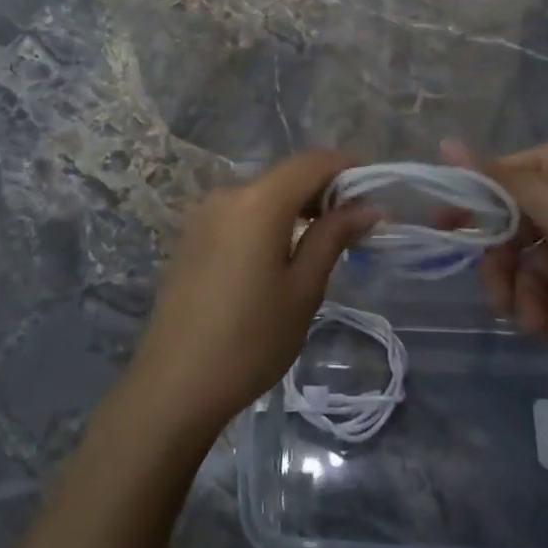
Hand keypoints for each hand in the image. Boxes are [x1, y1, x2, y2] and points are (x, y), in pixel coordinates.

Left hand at [127, 151, 374, 438]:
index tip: (374, 191)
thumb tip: (368, 207)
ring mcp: (205, 212)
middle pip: (286, 175)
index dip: (346, 168)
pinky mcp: (193, 233)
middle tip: (355, 224)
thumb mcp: (303, 290)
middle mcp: (228, 193)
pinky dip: (269, 218)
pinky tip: (280, 252)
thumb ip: (333, 237)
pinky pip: (241, 210)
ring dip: (296, 205)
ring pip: (263, 192)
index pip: (312, 162)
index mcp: (259, 200)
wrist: (174, 385)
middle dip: (324, 190)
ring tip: (323, 240)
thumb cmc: (250, 340)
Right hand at [444, 139, 547, 345]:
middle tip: (500, 299)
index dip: (468, 208)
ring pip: (526, 271)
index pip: (494, 183)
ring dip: (524, 301)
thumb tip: (443, 143)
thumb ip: (493, 180)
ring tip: (535, 326)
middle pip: (506, 234)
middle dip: (501, 270)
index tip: (442, 233)